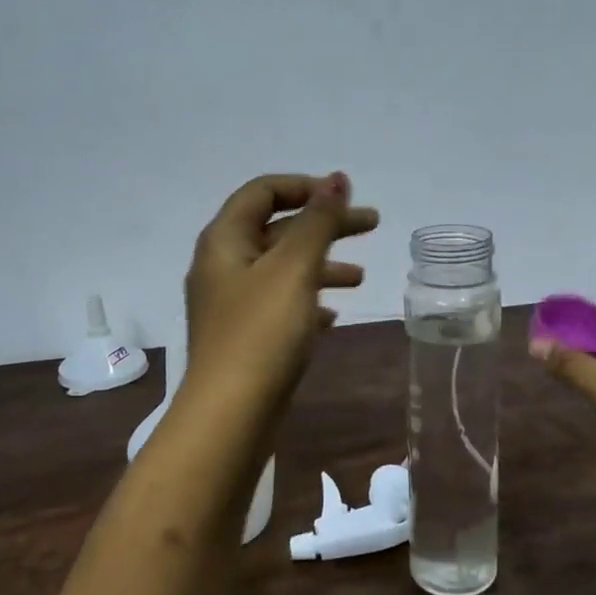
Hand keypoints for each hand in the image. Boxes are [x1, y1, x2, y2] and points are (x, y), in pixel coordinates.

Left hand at [183, 173, 379, 415]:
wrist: (230, 415)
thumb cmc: (262, 333)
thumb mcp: (294, 269)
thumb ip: (317, 221)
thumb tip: (336, 178)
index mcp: (224, 241)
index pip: (262, 192)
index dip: (305, 187)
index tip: (345, 197)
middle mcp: (223, 266)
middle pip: (278, 229)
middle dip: (325, 225)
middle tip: (372, 225)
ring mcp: (232, 304)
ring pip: (282, 269)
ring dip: (321, 265)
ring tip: (360, 278)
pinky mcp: (245, 337)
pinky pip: (280, 305)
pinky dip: (308, 301)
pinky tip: (333, 317)